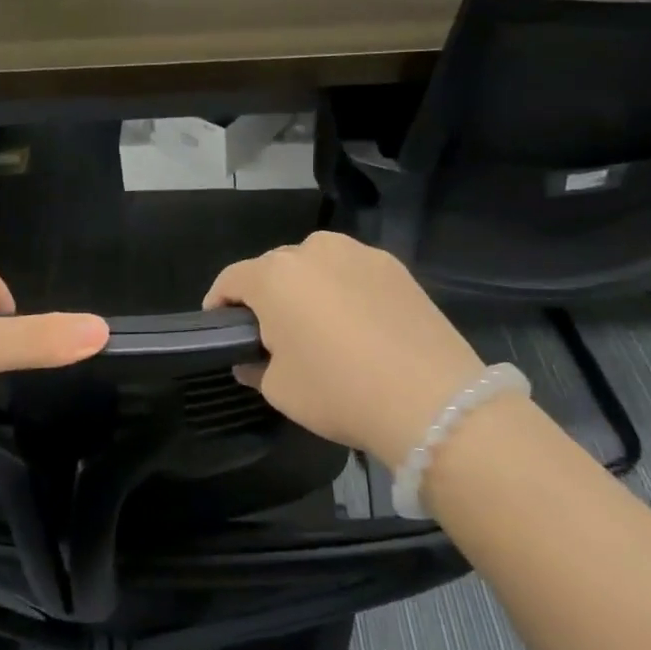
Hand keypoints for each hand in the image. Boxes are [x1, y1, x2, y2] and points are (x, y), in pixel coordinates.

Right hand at [203, 231, 486, 468]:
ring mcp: (359, 253)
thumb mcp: (279, 390)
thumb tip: (252, 361)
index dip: (218, 303)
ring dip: (306, 288)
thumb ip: (255, 368)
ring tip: (318, 326)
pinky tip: (358, 325)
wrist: (432, 399)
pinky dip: (344, 291)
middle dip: (265, 296)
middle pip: (273, 268)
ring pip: (316, 265)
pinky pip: (352, 273)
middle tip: (272, 333)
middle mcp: (312, 250)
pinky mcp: (395, 267)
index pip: (230, 279)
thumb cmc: (338, 391)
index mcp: (274, 275)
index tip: (218, 326)